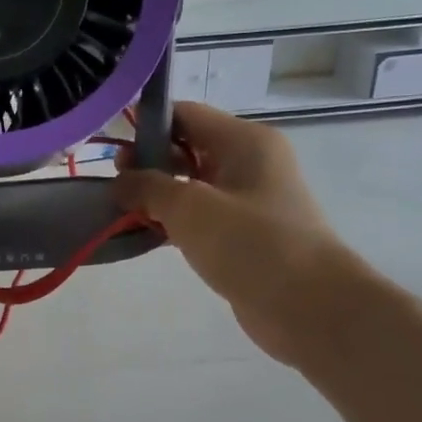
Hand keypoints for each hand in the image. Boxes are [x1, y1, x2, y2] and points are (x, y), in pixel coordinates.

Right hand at [116, 103, 359, 366]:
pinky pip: (201, 217)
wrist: (308, 306)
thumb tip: (120, 182)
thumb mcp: (189, 208)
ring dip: (158, 196)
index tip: (113, 155)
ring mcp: (249, 200)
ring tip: (122, 213)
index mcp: (244, 141)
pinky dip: (173, 222)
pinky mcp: (245, 234)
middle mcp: (250, 163)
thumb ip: (147, 187)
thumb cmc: (250, 244)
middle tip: (114, 188)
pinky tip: (146, 236)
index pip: (186, 115)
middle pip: (188, 148)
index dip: (146, 127)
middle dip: (148, 164)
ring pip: (192, 185)